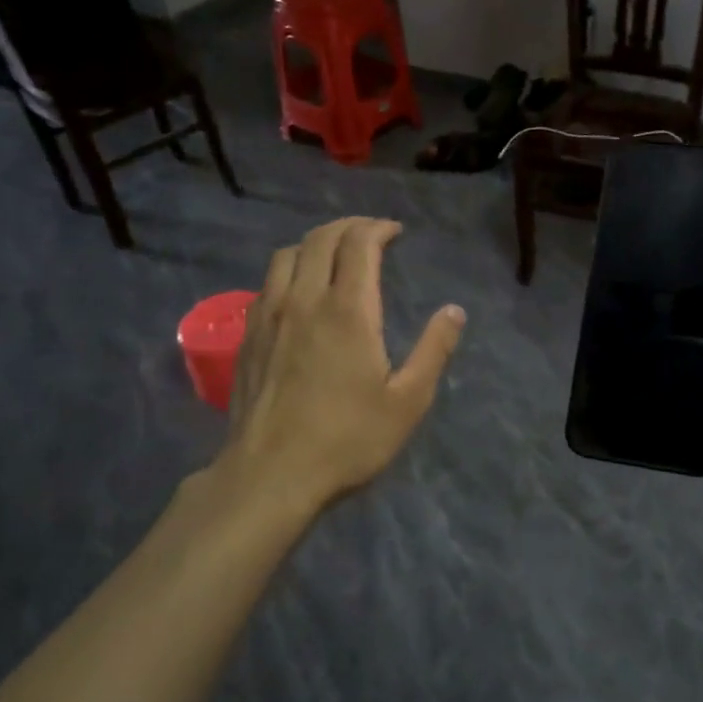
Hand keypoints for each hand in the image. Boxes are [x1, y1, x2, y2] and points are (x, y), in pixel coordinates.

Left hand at [217, 218, 464, 518]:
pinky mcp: (248, 336)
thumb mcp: (408, 401)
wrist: (270, 474)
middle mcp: (305, 300)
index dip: (378, 229)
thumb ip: (433, 350)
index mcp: (348, 310)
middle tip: (370, 235)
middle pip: (320, 239)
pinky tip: (299, 290)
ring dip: (315, 243)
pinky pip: (267, 282)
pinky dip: (289, 268)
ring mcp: (270, 316)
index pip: (358, 244)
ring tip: (334, 254)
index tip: (395, 233)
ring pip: (287, 255)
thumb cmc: (347, 439)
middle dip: (348, 227)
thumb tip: (454, 311)